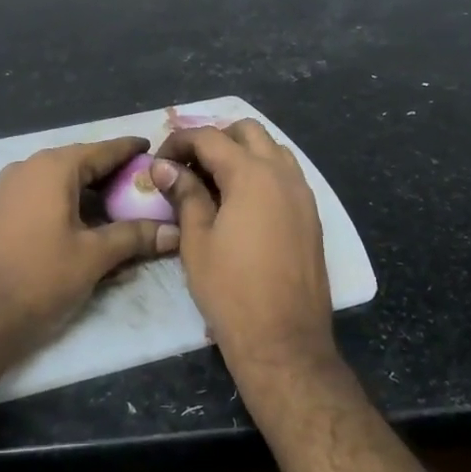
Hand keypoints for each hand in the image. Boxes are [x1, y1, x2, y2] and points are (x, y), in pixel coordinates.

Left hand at [0, 137, 179, 359]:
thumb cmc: (40, 277)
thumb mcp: (94, 256)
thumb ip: (136, 237)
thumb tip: (175, 232)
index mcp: (53, 167)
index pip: (103, 150)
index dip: (131, 150)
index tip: (156, 150)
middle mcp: (30, 167)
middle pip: (82, 162)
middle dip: (114, 173)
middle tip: (147, 185)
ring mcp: (11, 188)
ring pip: (63, 180)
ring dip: (93, 190)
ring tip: (125, 205)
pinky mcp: (3, 210)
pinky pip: (46, 195)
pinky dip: (71, 202)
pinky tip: (91, 222)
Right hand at [151, 121, 336, 380]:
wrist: (283, 340)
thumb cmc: (230, 290)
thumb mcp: (196, 240)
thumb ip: (184, 195)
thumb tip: (164, 167)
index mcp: (252, 174)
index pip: (210, 137)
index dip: (179, 142)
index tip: (159, 162)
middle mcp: (283, 174)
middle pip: (248, 131)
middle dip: (214, 139)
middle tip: (187, 166)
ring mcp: (303, 194)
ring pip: (272, 150)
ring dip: (242, 152)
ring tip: (213, 181)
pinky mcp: (311, 215)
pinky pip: (286, 175)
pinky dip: (261, 172)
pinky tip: (240, 202)